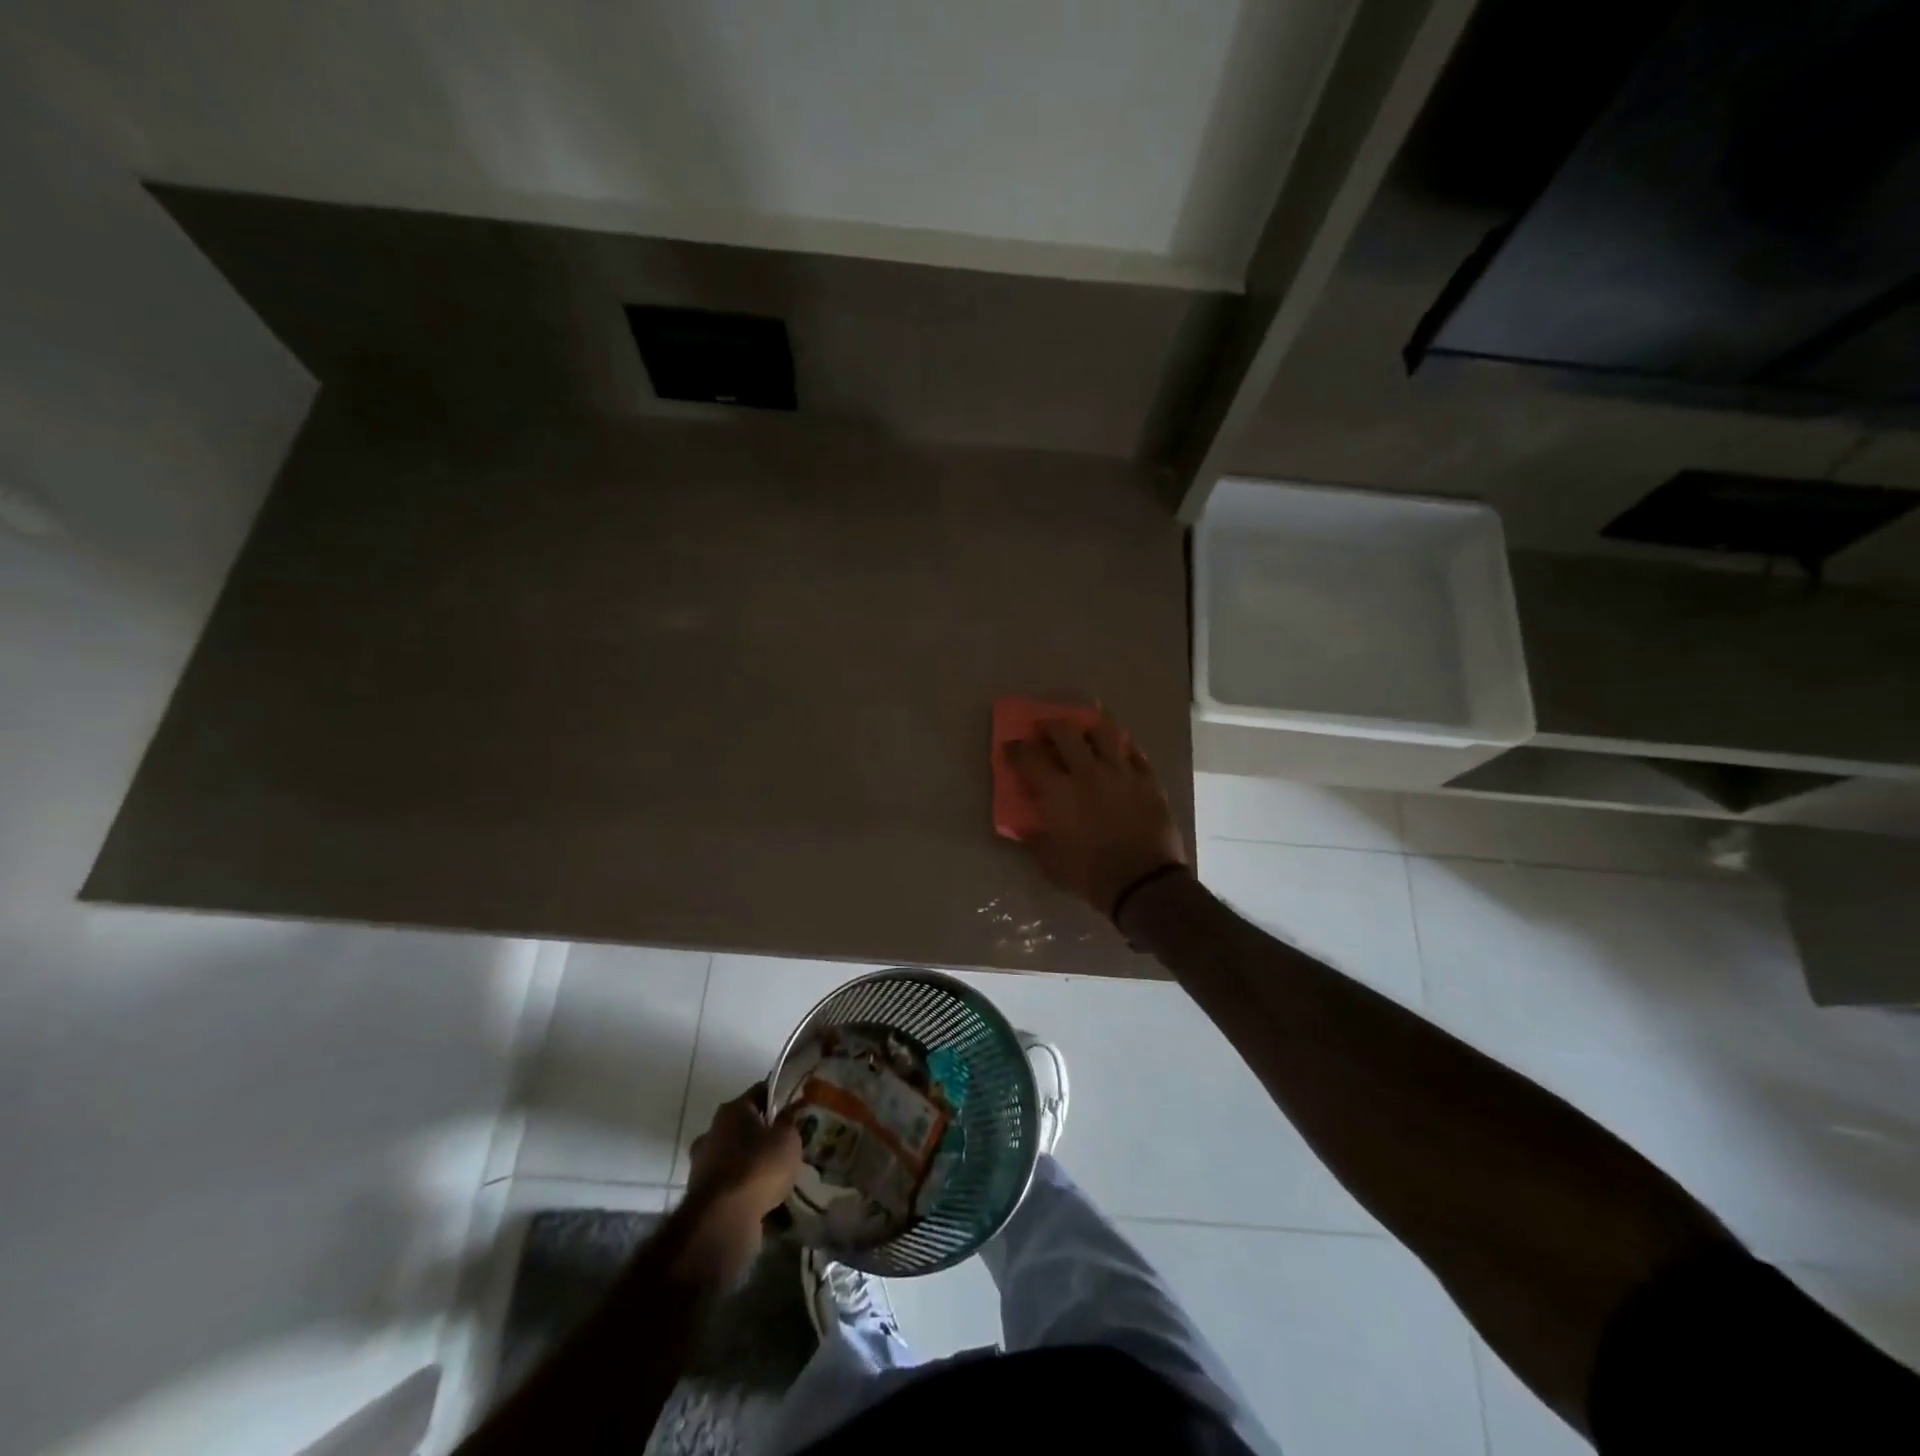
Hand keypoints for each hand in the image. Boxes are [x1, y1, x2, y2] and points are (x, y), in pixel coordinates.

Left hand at [686, 1084, 801, 1223]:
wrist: (723, 1219)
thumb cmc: (758, 1166)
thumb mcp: (788, 1139)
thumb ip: (789, 1124)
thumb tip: (788, 1115)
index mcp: (733, 1109)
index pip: (760, 1091)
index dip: (779, 1097)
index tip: (796, 1106)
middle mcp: (712, 1130)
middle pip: (743, 1125)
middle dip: (762, 1133)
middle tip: (785, 1144)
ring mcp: (702, 1164)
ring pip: (734, 1156)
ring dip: (750, 1163)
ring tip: (775, 1177)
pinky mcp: (699, 1195)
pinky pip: (729, 1184)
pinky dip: (742, 1189)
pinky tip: (762, 1199)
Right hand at [1003, 710, 1188, 918]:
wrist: (1143, 884)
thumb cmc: (1089, 875)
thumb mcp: (1049, 861)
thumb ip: (1035, 837)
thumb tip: (1027, 825)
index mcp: (1058, 791)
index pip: (1029, 757)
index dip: (1015, 749)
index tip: (1010, 747)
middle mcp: (1088, 772)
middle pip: (1065, 732)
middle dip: (1050, 727)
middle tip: (1045, 732)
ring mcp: (1122, 772)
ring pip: (1105, 732)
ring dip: (1088, 729)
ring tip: (1085, 734)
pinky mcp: (1148, 780)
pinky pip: (1135, 754)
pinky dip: (1122, 750)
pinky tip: (1119, 755)